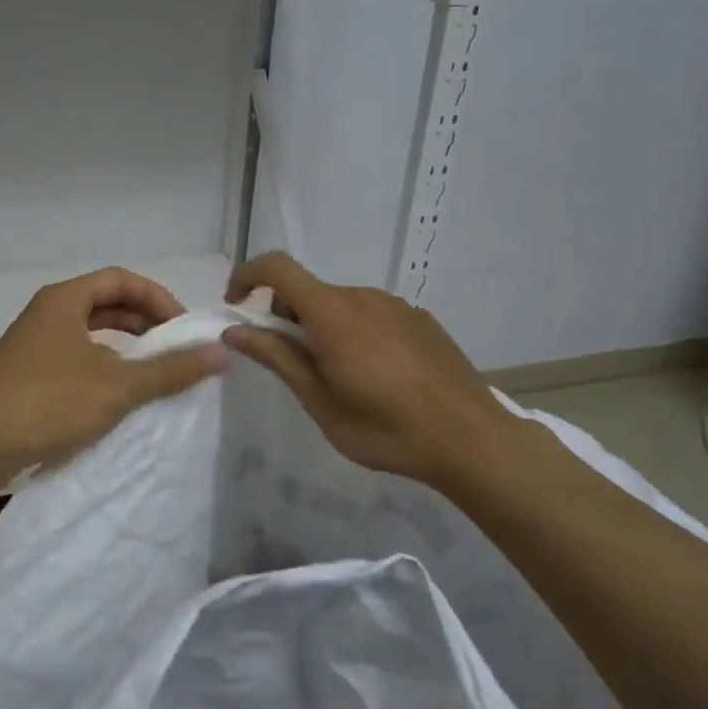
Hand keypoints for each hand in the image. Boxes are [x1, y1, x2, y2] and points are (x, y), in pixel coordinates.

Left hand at [0, 268, 228, 494]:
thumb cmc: (46, 403)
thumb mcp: (116, 386)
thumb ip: (170, 369)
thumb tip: (222, 352)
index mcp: (64, 300)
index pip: (121, 280)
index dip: (158, 298)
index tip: (184, 328)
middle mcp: (47, 313)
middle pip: (106, 303)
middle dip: (145, 323)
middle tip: (175, 349)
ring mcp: (34, 344)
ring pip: (91, 333)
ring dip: (125, 347)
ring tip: (154, 372)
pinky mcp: (27, 374)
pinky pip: (77, 357)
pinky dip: (104, 367)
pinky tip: (117, 395)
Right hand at [221, 252, 515, 488]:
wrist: (472, 440)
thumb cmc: (385, 427)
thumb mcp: (318, 400)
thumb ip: (276, 357)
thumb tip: (235, 332)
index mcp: (332, 312)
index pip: (277, 268)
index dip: (247, 276)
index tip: (236, 306)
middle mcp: (362, 296)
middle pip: (308, 291)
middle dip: (287, 317)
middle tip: (295, 365)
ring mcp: (396, 305)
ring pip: (341, 304)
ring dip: (324, 327)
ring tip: (341, 377)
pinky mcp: (421, 319)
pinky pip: (373, 315)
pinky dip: (357, 332)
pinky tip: (379, 375)